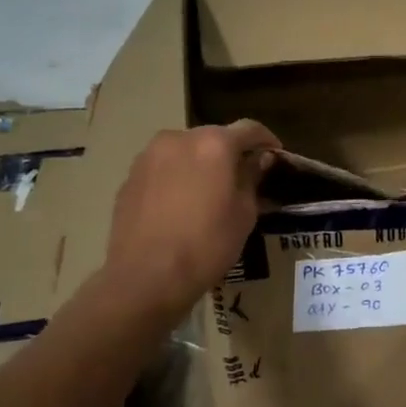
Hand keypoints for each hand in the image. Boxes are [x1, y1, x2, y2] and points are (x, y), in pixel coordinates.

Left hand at [103, 120, 278, 322]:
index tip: (276, 156)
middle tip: (243, 176)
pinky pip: (163, 167)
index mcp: (214, 144)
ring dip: (201, 162)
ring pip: (185, 150)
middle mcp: (179, 139)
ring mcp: (149, 156)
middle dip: (231, 151)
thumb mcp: (244, 214)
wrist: (145, 277)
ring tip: (210, 189)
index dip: (267, 140)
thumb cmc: (206, 245)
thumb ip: (252, 178)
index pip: (249, 129)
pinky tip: (182, 203)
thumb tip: (259, 160)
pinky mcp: (130, 177)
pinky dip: (177, 176)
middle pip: (214, 136)